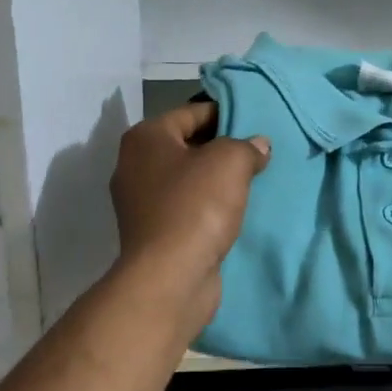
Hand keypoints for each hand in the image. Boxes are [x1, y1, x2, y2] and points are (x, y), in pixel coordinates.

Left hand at [110, 102, 269, 329]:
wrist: (170, 277)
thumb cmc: (196, 206)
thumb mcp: (230, 161)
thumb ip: (246, 146)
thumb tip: (257, 146)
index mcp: (145, 138)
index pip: (190, 112)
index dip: (225, 114)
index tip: (255, 124)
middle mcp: (134, 165)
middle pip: (186, 145)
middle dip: (221, 148)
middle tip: (257, 153)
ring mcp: (139, 202)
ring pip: (186, 178)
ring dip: (215, 180)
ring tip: (250, 182)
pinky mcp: (151, 232)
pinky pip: (185, 207)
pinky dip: (207, 207)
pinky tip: (232, 212)